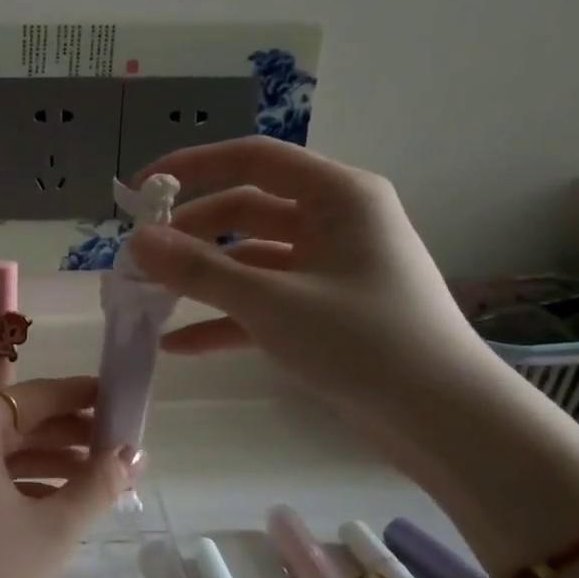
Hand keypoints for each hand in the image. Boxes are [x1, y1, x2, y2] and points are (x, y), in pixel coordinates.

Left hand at [0, 377, 135, 577]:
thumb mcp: (51, 530)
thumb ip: (96, 486)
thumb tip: (132, 454)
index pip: (34, 396)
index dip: (80, 396)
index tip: (120, 400)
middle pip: (16, 422)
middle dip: (69, 434)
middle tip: (119, 448)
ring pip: (0, 453)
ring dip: (48, 462)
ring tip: (99, 479)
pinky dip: (20, 484)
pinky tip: (57, 504)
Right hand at [123, 137, 505, 453]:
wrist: (441, 418)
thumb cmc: (362, 341)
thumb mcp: (270, 302)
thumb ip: (199, 270)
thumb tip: (136, 240)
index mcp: (337, 197)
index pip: (253, 159)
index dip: (192, 167)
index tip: (140, 192)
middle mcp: (334, 222)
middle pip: (245, 211)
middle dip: (190, 234)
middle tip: (140, 260)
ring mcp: (328, 269)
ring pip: (249, 259)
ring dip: (201, 279)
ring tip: (150, 300)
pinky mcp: (322, 311)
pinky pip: (262, 302)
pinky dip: (223, 318)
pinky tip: (178, 344)